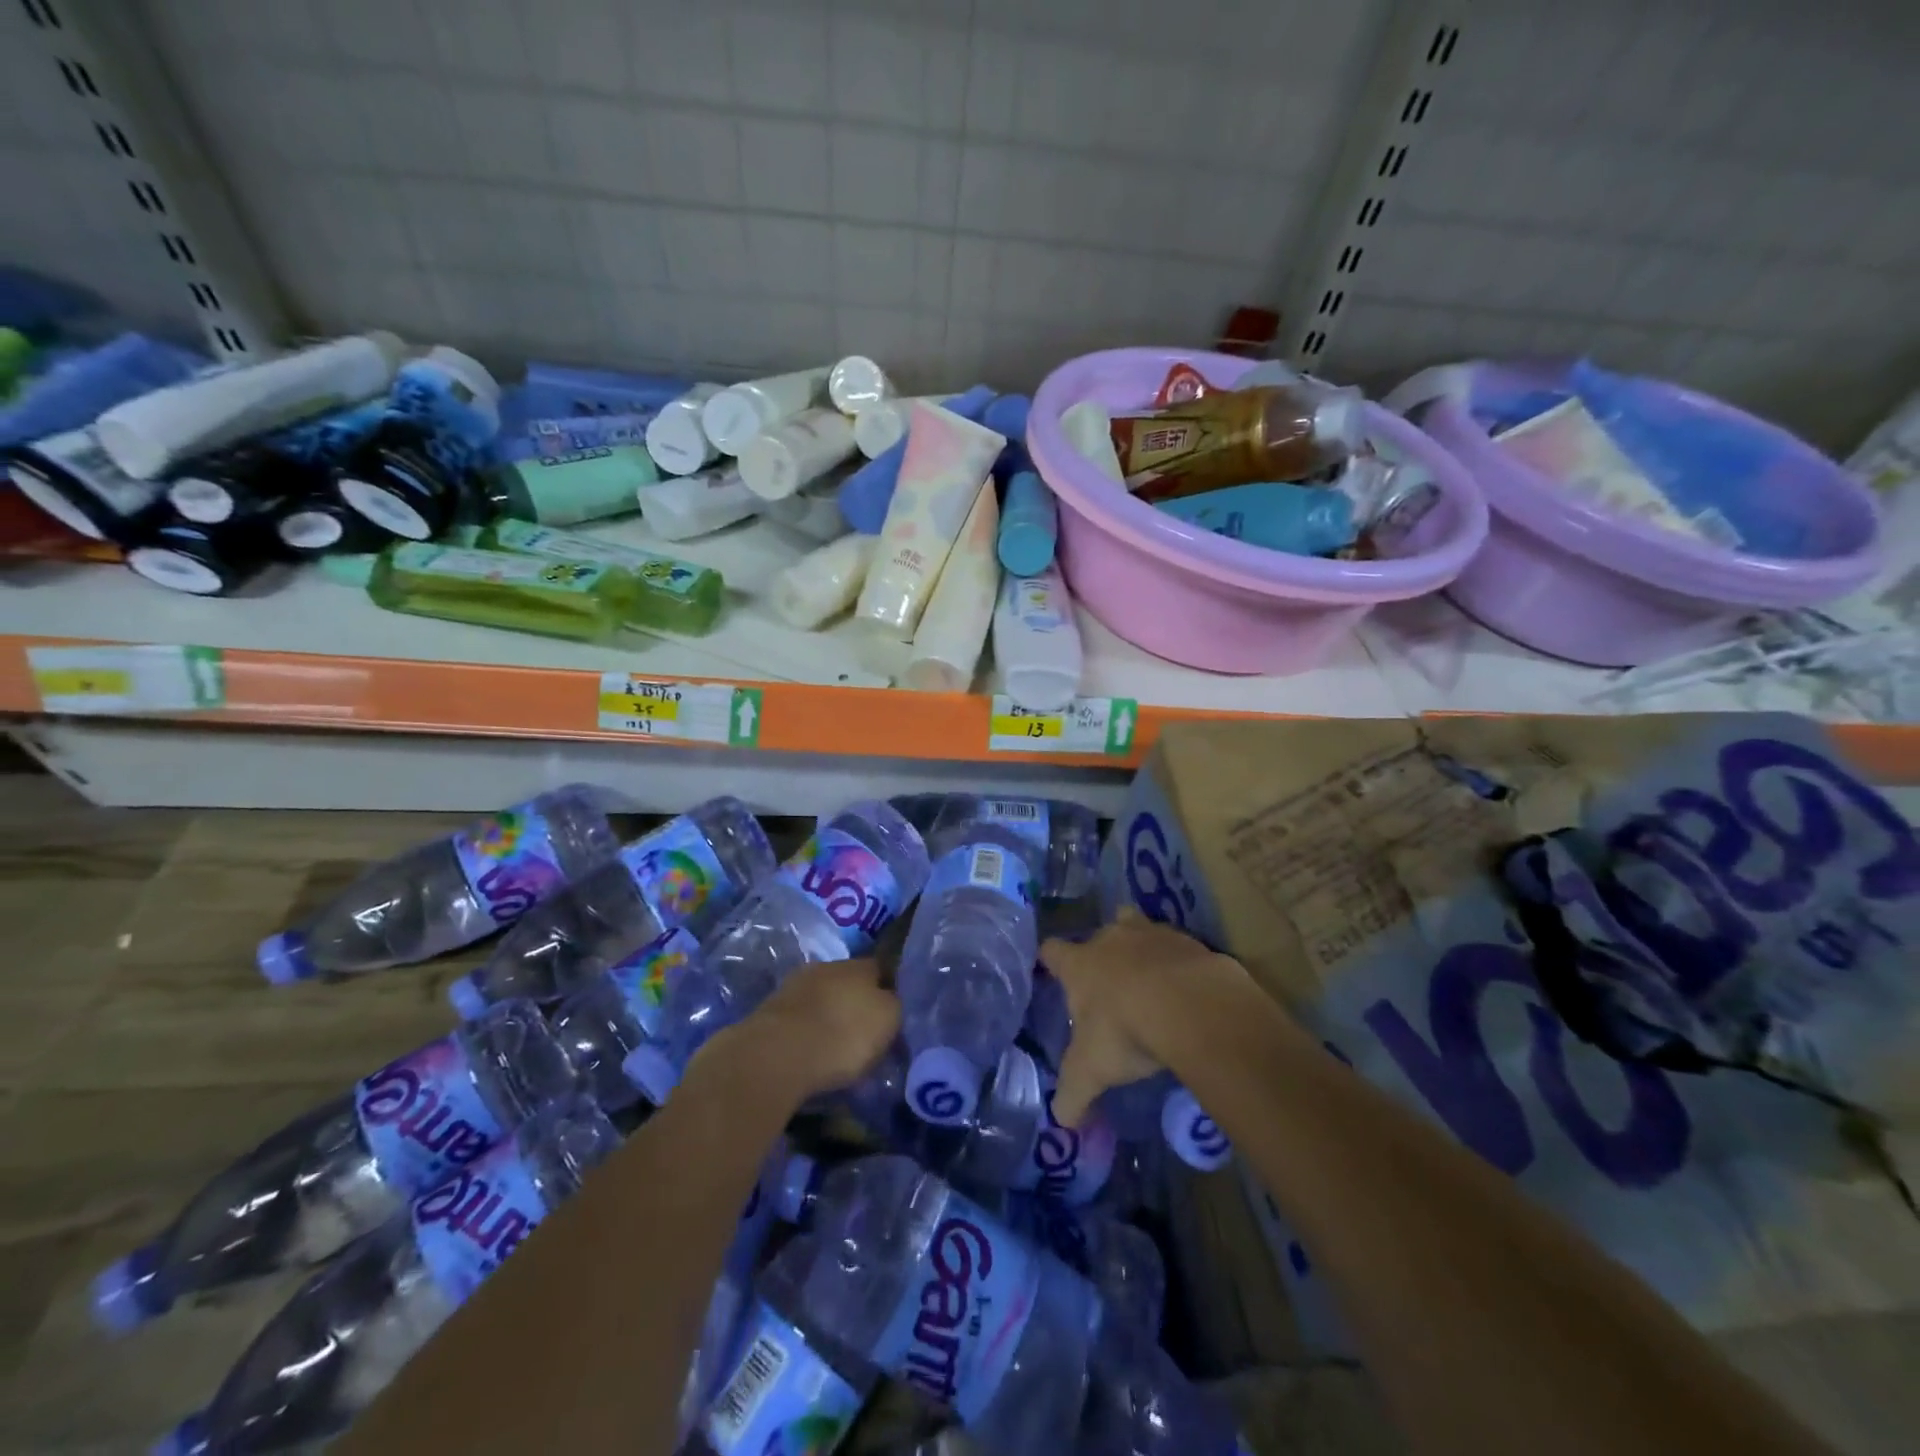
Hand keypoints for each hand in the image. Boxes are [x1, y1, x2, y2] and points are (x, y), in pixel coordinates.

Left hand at [712, 958, 900, 1100]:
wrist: (777, 1054)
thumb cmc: (843, 1035)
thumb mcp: (888, 1020)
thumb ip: (894, 1006)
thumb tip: (891, 1000)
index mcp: (859, 965)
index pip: (881, 969)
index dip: (890, 989)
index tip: (895, 1013)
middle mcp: (827, 967)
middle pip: (849, 982)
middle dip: (857, 1003)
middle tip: (866, 1032)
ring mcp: (795, 987)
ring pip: (822, 998)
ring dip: (829, 1016)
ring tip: (836, 1046)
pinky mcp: (770, 1011)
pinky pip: (800, 1019)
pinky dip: (807, 1032)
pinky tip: (811, 1051)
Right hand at [1040, 909, 1248, 1126]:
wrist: (1191, 1005)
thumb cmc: (1125, 1030)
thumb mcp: (1091, 1071)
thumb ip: (1073, 1095)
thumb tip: (1062, 1123)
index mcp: (1080, 964)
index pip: (1052, 951)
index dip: (1051, 960)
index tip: (1053, 971)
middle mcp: (1112, 939)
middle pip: (1100, 932)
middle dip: (1103, 952)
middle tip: (1110, 984)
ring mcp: (1153, 934)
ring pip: (1140, 928)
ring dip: (1142, 949)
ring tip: (1151, 980)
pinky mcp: (1191, 942)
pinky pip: (1179, 948)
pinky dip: (1180, 965)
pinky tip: (1188, 992)